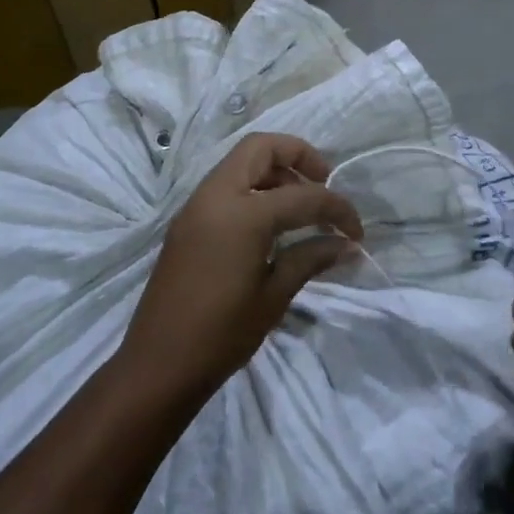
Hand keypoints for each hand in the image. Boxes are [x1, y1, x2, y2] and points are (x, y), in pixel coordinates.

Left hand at [119, 133, 362, 404]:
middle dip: (298, 157)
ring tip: (301, 207)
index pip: (303, 195)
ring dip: (274, 172)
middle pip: (260, 148)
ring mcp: (196, 206)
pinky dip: (253, 189)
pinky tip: (272, 224)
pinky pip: (225, 186)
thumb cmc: (221, 334)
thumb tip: (346, 245)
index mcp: (241, 213)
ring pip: (240, 163)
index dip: (337, 208)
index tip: (356, 232)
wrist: (157, 366)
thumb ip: (311, 258)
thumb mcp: (274, 295)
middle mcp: (215, 196)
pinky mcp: (186, 222)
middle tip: (323, 185)